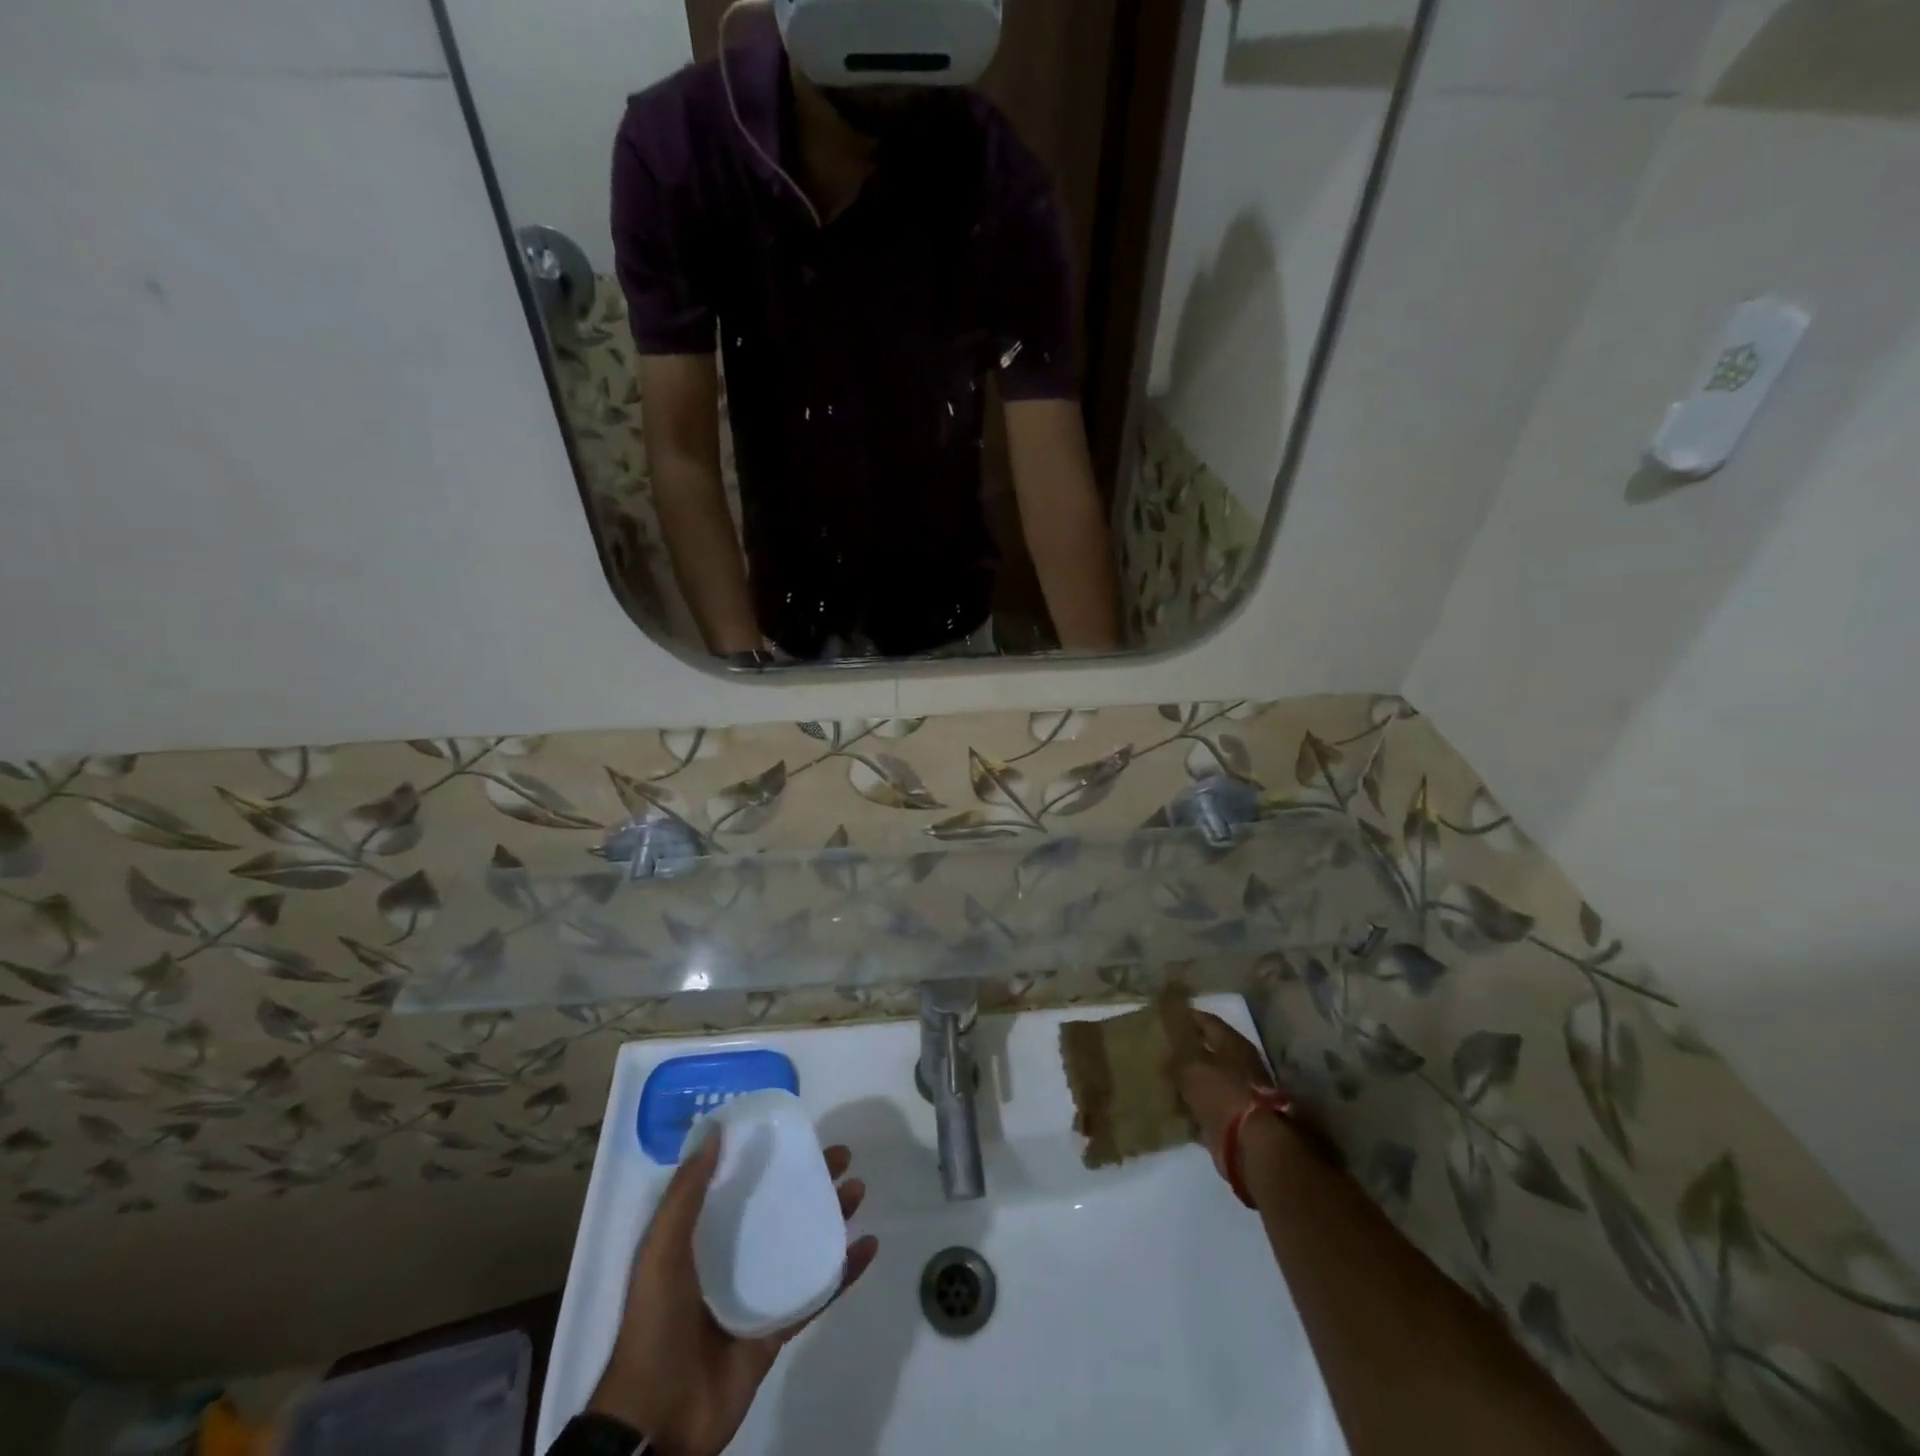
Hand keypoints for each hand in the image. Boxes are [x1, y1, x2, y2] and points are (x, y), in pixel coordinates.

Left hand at [588, 1133, 879, 1455]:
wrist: (658, 1422)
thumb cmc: (655, 1326)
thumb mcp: (661, 1252)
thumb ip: (686, 1194)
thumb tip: (716, 1132)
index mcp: (700, 1239)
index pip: (739, 1185)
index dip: (767, 1156)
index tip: (796, 1132)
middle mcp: (731, 1259)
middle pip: (778, 1209)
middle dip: (810, 1181)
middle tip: (842, 1156)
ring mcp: (757, 1295)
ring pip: (802, 1244)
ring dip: (831, 1217)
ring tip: (858, 1190)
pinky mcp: (777, 1329)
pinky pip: (816, 1293)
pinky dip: (843, 1271)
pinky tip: (867, 1246)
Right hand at [1171, 1010, 1277, 1182]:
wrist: (1251, 1145)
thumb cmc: (1223, 1093)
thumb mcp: (1191, 1067)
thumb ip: (1176, 1058)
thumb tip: (1167, 1057)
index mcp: (1233, 1045)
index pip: (1208, 1021)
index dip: (1188, 1017)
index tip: (1167, 1016)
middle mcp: (1239, 1066)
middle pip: (1208, 1052)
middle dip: (1185, 1052)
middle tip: (1159, 1048)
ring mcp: (1237, 1095)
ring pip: (1205, 1082)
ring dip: (1187, 1082)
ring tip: (1160, 1078)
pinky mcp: (1231, 1122)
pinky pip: (1205, 1109)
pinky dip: (1191, 1109)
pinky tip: (1171, 1107)